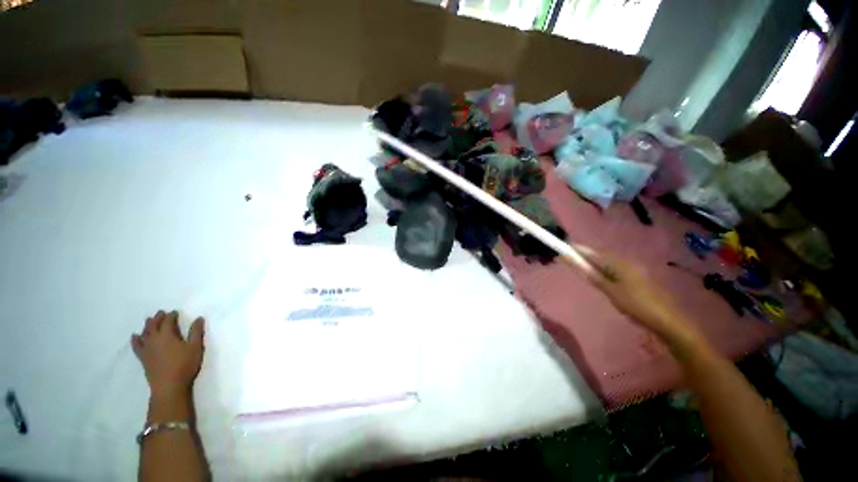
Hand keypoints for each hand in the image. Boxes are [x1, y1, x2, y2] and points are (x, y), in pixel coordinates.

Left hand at [131, 310, 204, 396]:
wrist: (169, 385)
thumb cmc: (185, 364)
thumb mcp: (196, 347)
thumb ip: (196, 332)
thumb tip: (199, 318)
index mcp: (167, 335)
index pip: (168, 321)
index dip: (171, 315)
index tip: (175, 312)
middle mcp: (154, 339)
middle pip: (153, 325)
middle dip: (157, 318)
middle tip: (161, 313)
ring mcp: (146, 349)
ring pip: (144, 333)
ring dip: (147, 326)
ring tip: (149, 320)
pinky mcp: (143, 358)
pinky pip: (136, 346)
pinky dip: (135, 339)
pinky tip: (135, 336)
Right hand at [574, 245, 697, 342]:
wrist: (664, 319)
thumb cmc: (635, 305)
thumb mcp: (611, 292)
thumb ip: (594, 277)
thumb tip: (578, 266)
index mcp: (619, 265)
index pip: (594, 255)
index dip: (580, 251)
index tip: (567, 247)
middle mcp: (626, 264)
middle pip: (601, 257)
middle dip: (586, 256)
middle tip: (571, 257)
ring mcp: (632, 271)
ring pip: (607, 265)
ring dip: (594, 264)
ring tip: (582, 266)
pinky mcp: (634, 279)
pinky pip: (613, 271)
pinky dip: (602, 271)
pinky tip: (599, 277)